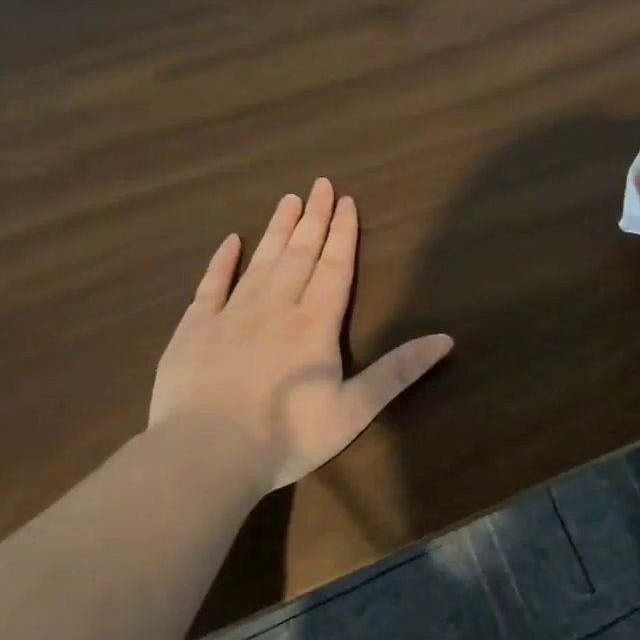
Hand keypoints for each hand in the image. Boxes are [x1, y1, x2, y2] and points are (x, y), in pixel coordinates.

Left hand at [149, 178, 453, 490]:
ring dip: (277, 229)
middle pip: (299, 254)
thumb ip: (398, 371)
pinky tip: (231, 241)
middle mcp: (275, 308)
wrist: (207, 455)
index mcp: (315, 324)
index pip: (334, 268)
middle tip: (320, 184)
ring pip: (260, 262)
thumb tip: (446, 339)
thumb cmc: (288, 436)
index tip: (346, 201)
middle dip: (313, 218)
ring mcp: (231, 315)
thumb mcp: (355, 409)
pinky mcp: (193, 330)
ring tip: (288, 199)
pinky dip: (222, 262)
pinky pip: (211, 286)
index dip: (342, 234)